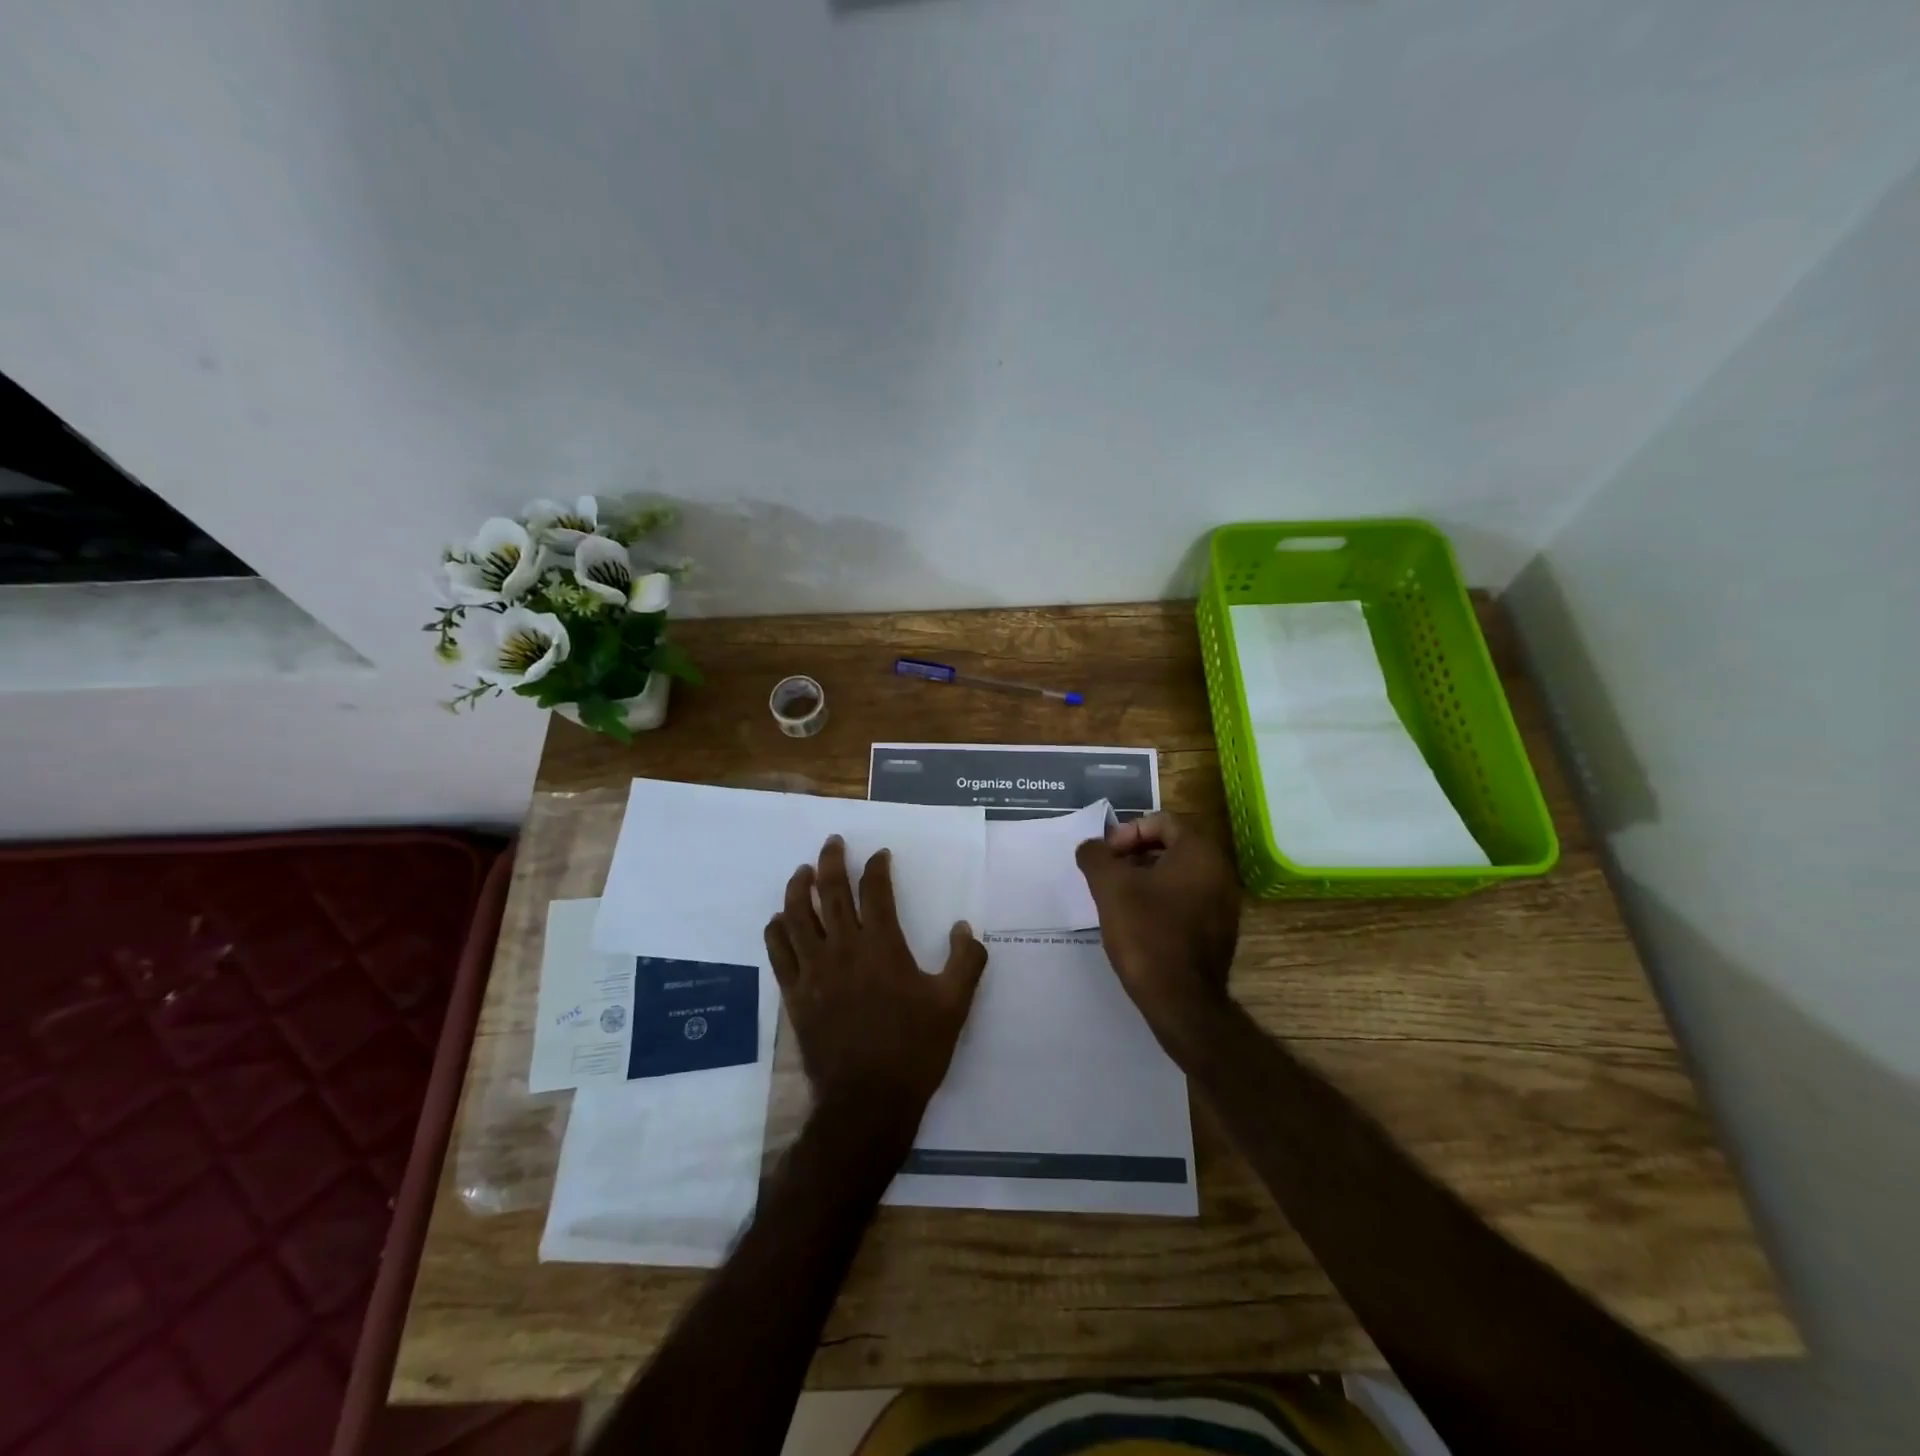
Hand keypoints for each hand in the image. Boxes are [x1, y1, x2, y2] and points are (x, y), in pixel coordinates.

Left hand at [765, 836, 987, 1140]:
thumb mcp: (954, 1005)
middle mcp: (844, 949)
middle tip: (832, 842)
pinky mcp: (794, 994)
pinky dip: (777, 929)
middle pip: (831, 892)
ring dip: (798, 888)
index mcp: (883, 947)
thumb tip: (964, 928)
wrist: (867, 1102)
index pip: (875, 891)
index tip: (879, 855)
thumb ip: (966, 961)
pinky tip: (779, 919)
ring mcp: (813, 971)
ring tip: (802, 872)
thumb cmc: (914, 1051)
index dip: (877, 867)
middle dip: (832, 861)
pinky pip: (778, 952)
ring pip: (797, 915)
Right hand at [1076, 813, 1241, 1045]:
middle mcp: (1219, 871)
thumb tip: (1090, 847)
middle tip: (1108, 874)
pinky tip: (1137, 921)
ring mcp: (1224, 903)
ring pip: (1178, 874)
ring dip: (1146, 878)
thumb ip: (1095, 856)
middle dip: (1135, 855)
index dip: (1127, 832)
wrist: (1181, 1001)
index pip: (1162, 821)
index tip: (1106, 857)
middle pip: (1171, 846)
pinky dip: (1161, 900)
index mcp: (1199, 852)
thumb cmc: (1146, 934)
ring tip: (1117, 898)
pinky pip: (1187, 899)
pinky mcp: (1219, 930)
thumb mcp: (1110, 887)